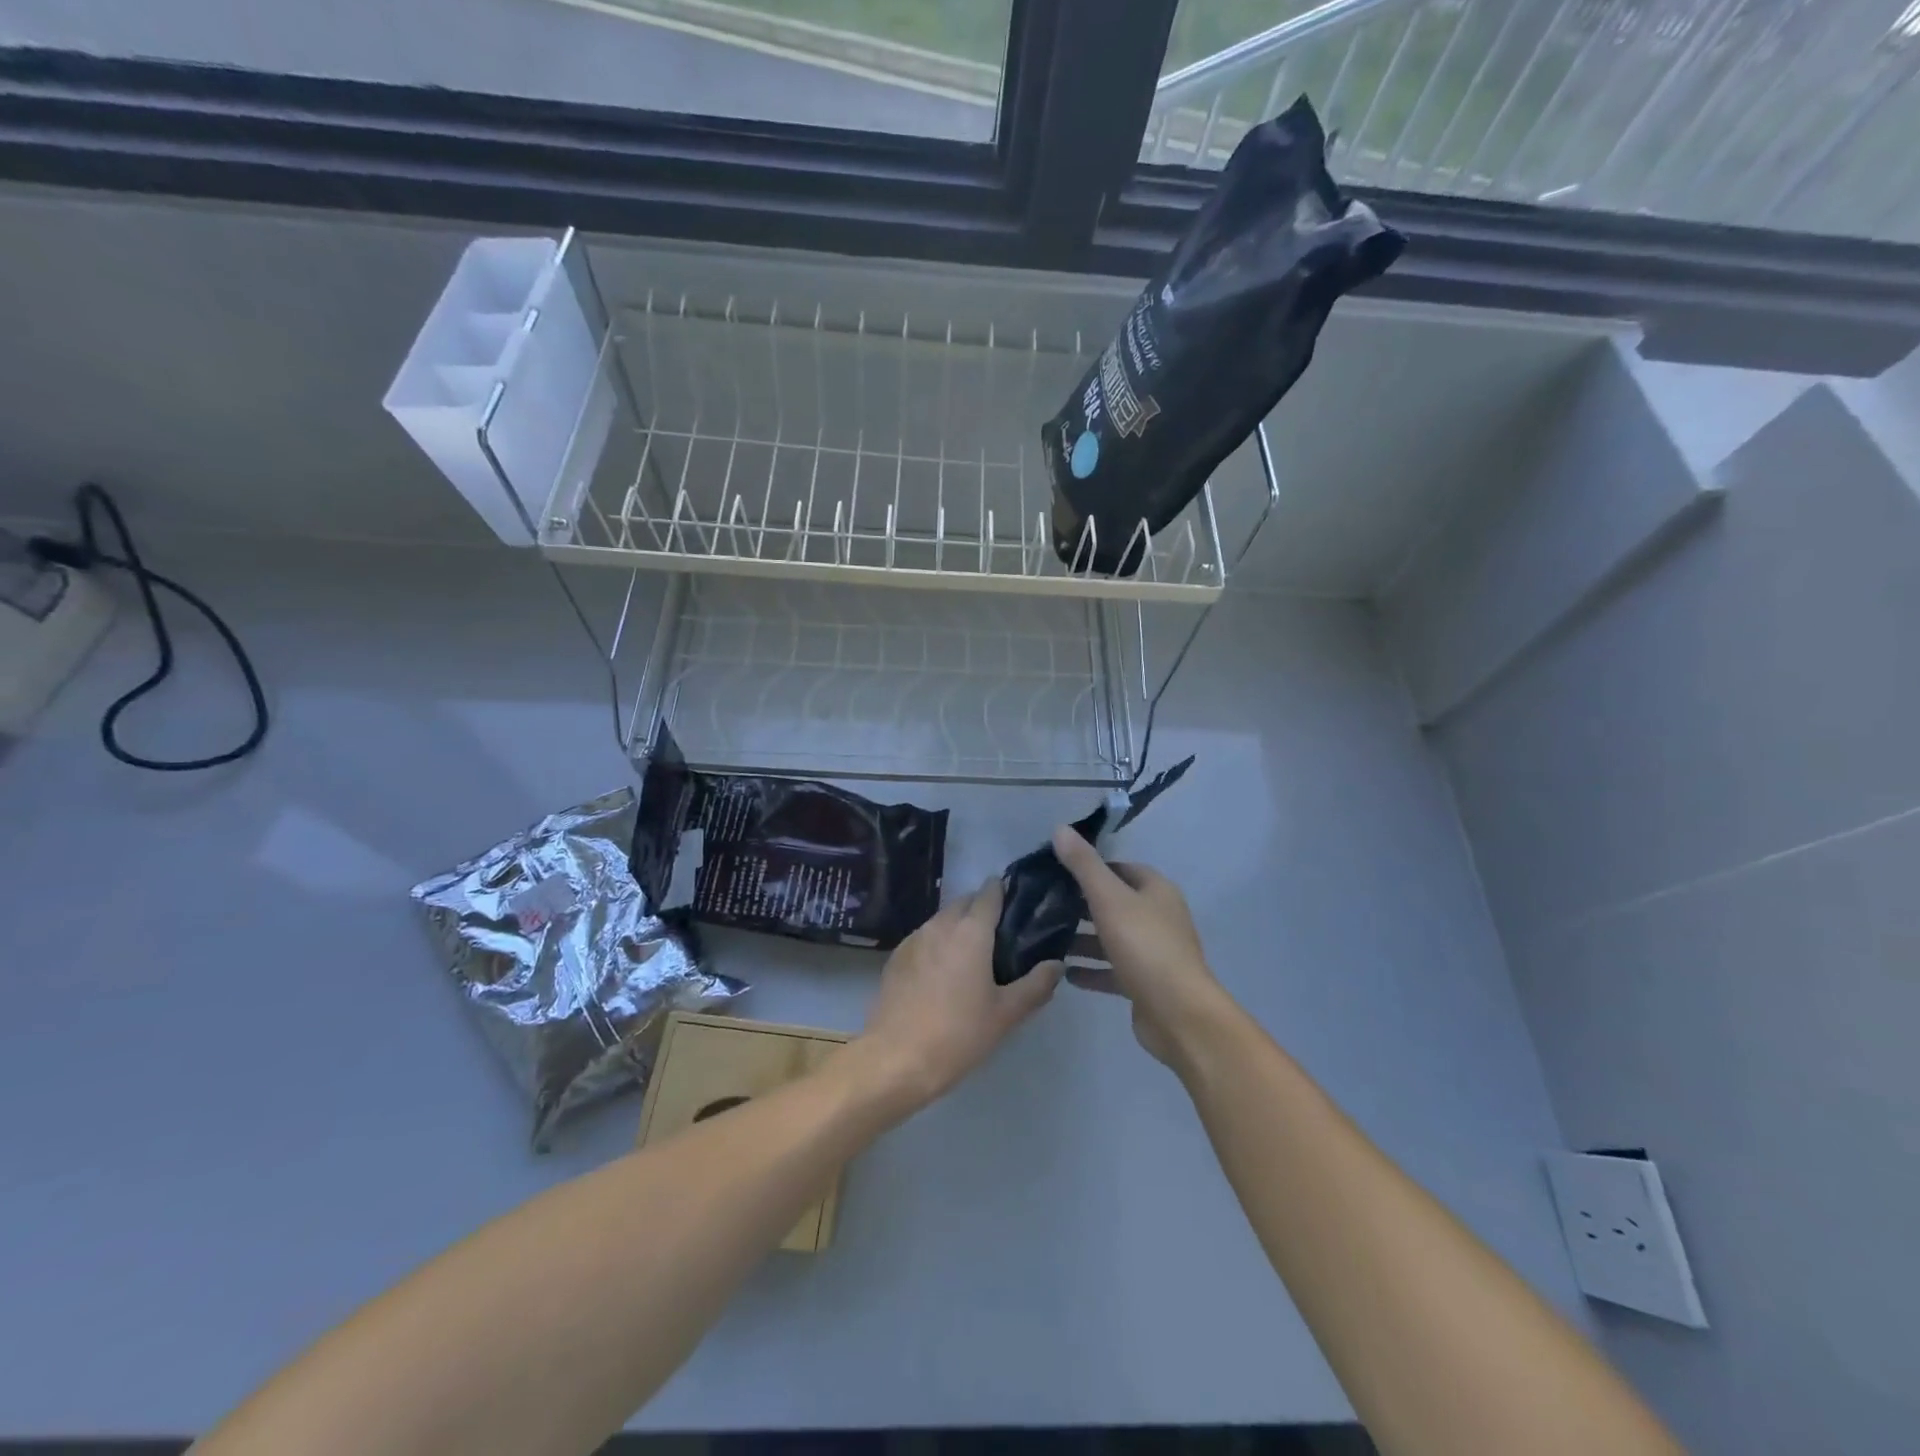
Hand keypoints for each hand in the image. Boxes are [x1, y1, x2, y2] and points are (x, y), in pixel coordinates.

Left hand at [856, 876, 1063, 1111]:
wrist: (896, 1058)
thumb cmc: (958, 1034)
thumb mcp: (1006, 1014)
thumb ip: (1036, 985)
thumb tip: (1057, 964)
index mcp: (971, 931)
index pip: (989, 893)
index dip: (1003, 891)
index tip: (1017, 902)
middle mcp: (940, 925)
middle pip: (964, 902)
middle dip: (981, 908)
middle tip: (1000, 936)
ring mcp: (914, 939)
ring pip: (942, 919)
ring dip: (958, 925)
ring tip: (973, 954)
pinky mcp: (896, 957)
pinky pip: (924, 937)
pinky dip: (937, 943)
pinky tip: (943, 971)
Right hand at [1051, 826, 1230, 1068]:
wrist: (1178, 1014)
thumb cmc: (1145, 946)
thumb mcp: (1109, 899)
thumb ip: (1083, 865)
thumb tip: (1060, 829)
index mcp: (1156, 890)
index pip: (1120, 868)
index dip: (1090, 868)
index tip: (1056, 873)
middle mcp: (1158, 916)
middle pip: (1114, 903)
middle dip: (1081, 905)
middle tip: (1044, 906)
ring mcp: (1153, 952)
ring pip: (1112, 938)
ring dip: (1083, 939)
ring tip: (1046, 940)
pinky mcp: (1146, 984)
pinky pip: (1113, 970)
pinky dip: (1091, 970)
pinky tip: (1065, 974)